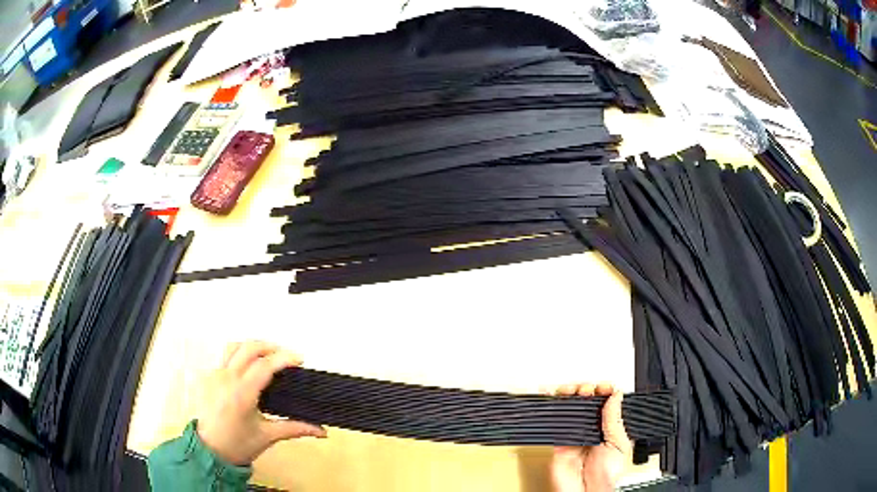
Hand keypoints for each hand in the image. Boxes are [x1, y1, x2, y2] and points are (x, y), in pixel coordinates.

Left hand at [196, 341, 326, 465]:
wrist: (209, 450)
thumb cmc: (239, 445)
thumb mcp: (268, 436)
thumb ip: (295, 428)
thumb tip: (323, 432)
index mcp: (241, 393)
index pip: (265, 365)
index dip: (284, 358)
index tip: (300, 359)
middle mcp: (226, 378)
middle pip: (249, 348)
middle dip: (270, 347)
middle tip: (286, 357)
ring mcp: (214, 375)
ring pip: (233, 347)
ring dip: (252, 347)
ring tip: (267, 357)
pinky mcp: (208, 376)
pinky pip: (225, 358)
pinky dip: (240, 357)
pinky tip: (249, 370)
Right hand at [549, 383, 631, 491]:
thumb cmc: (606, 477)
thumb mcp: (618, 446)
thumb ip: (614, 421)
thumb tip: (615, 396)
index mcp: (610, 430)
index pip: (607, 404)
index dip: (605, 391)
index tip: (603, 387)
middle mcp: (592, 431)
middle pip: (587, 403)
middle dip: (585, 389)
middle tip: (585, 389)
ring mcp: (575, 436)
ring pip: (571, 409)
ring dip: (569, 395)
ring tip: (569, 390)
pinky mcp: (559, 443)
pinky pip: (555, 424)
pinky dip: (552, 410)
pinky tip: (553, 399)